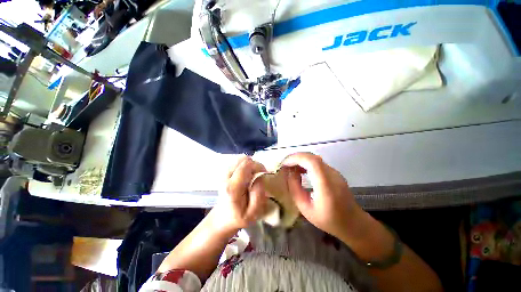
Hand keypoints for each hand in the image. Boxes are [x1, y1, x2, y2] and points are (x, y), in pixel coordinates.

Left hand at [211, 156, 267, 232]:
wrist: (222, 218)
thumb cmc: (239, 217)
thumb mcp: (253, 213)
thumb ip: (258, 195)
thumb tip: (259, 178)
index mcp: (233, 187)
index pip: (246, 165)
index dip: (258, 166)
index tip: (264, 173)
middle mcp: (226, 177)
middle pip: (243, 159)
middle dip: (255, 164)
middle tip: (259, 174)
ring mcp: (224, 173)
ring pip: (241, 158)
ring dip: (250, 164)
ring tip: (253, 175)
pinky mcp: (225, 172)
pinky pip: (238, 161)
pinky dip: (246, 165)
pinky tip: (247, 174)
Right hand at [282, 152, 368, 240]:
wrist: (354, 223)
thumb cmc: (329, 220)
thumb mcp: (306, 209)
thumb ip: (295, 189)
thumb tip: (290, 173)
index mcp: (326, 185)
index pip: (312, 162)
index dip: (296, 159)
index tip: (284, 164)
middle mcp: (332, 175)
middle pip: (312, 157)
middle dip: (295, 157)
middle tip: (284, 165)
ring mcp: (335, 172)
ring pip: (314, 158)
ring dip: (300, 159)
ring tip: (289, 167)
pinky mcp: (334, 172)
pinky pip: (318, 163)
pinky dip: (306, 163)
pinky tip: (300, 170)